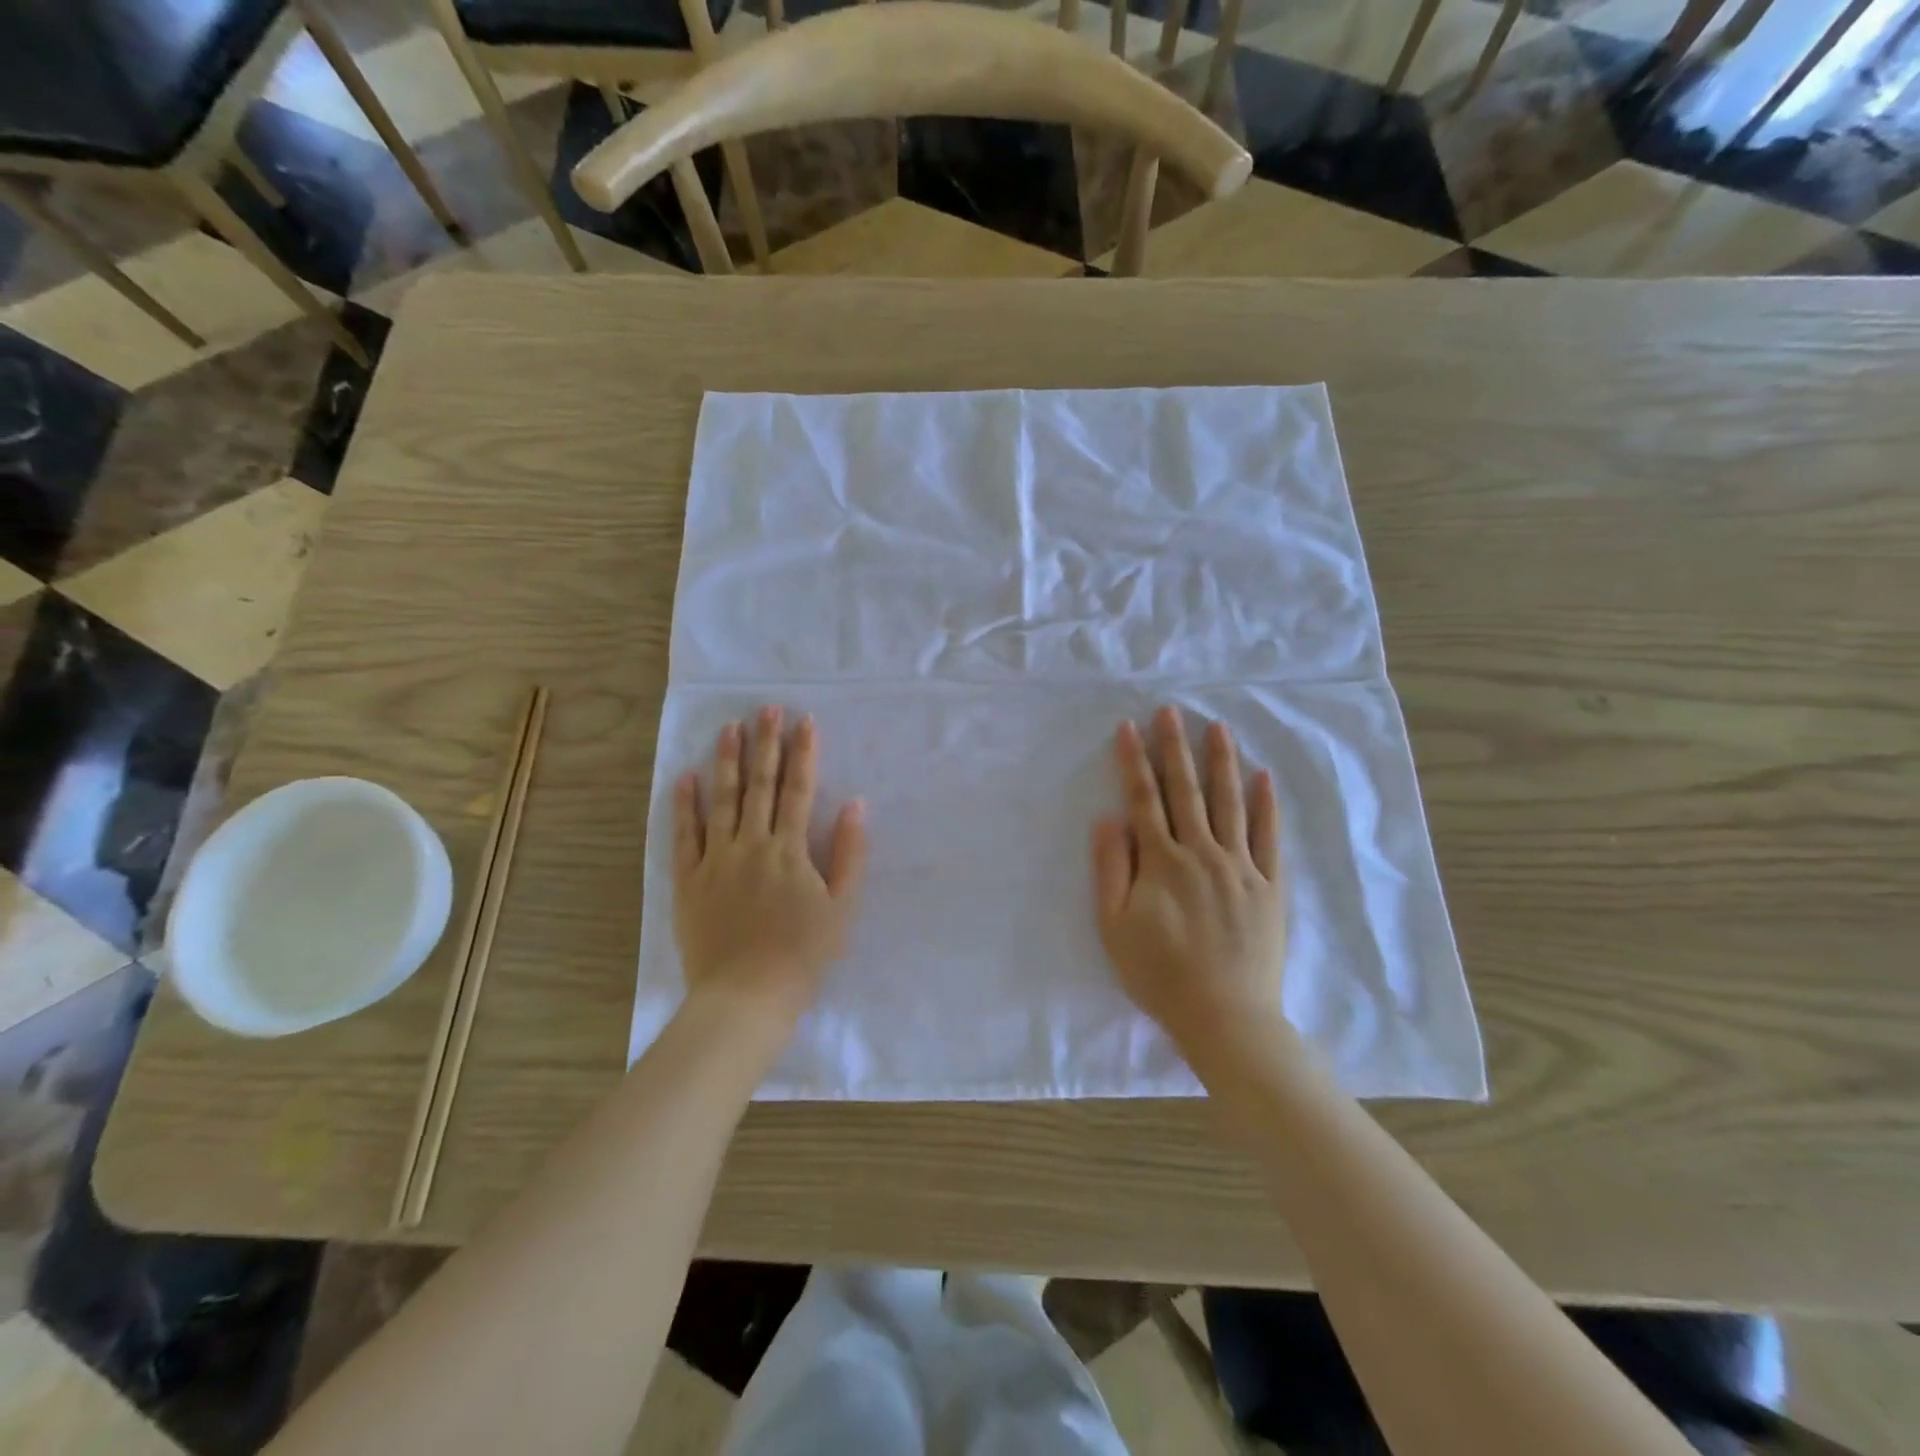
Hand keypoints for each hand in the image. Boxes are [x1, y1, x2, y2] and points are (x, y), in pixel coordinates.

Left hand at [673, 707, 866, 1025]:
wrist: (746, 996)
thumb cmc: (803, 954)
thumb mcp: (842, 907)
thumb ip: (849, 853)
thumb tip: (854, 804)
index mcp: (790, 850)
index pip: (798, 790)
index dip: (802, 753)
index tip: (804, 721)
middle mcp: (752, 844)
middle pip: (759, 785)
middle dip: (765, 744)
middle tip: (765, 708)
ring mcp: (716, 860)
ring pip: (721, 800)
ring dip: (726, 761)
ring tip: (728, 728)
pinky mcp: (689, 880)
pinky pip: (684, 835)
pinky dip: (685, 805)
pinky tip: (686, 777)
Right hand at [1092, 707, 1286, 1055]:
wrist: (1225, 1016)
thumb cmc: (1159, 974)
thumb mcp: (1114, 927)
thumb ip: (1111, 869)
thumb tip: (1108, 819)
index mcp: (1161, 862)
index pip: (1144, 799)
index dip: (1134, 761)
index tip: (1128, 727)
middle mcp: (1201, 852)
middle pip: (1186, 791)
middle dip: (1175, 748)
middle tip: (1171, 711)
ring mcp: (1240, 866)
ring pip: (1229, 803)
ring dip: (1221, 762)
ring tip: (1217, 727)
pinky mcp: (1269, 885)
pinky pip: (1268, 836)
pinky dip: (1266, 805)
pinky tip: (1263, 777)